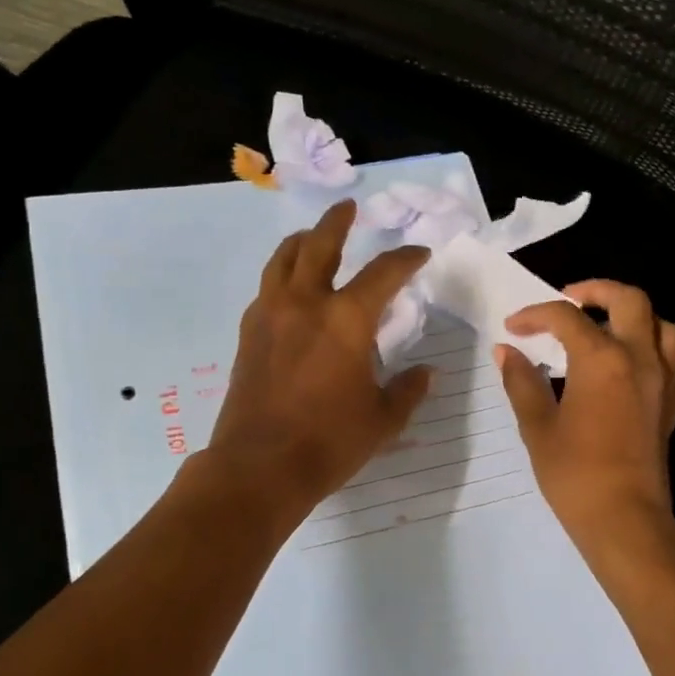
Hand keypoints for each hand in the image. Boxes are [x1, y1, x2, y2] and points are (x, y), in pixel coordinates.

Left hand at [206, 200, 432, 516]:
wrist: (259, 467)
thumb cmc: (330, 442)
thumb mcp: (383, 419)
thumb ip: (408, 390)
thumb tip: (425, 373)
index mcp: (346, 319)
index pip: (384, 272)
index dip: (406, 258)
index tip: (419, 254)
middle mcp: (306, 304)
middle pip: (320, 245)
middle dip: (338, 222)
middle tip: (348, 208)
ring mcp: (271, 315)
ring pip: (283, 259)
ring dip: (302, 242)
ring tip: (312, 237)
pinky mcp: (249, 334)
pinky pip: (267, 289)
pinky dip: (282, 276)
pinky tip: (290, 289)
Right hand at [498, 280, 674, 550]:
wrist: (625, 519)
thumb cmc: (574, 474)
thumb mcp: (537, 426)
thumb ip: (522, 381)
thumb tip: (506, 351)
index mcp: (602, 359)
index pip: (566, 317)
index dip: (536, 315)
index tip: (513, 328)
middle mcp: (640, 358)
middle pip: (629, 300)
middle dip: (597, 291)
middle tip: (569, 301)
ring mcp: (664, 381)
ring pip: (664, 326)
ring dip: (636, 318)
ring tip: (608, 328)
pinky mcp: (674, 405)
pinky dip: (656, 354)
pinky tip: (633, 369)